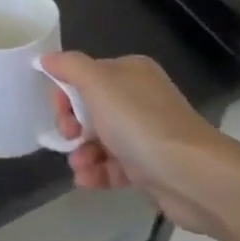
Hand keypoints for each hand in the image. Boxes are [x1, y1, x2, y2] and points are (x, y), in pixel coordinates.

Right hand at [41, 51, 231, 233]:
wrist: (193, 176)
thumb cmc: (140, 122)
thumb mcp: (97, 83)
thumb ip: (68, 66)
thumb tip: (46, 58)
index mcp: (129, 72)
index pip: (84, 75)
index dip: (65, 93)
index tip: (61, 114)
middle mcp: (139, 98)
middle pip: (90, 107)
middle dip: (72, 125)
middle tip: (68, 137)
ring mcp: (147, 133)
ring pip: (100, 139)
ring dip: (82, 152)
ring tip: (79, 167)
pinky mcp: (151, 167)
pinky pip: (115, 166)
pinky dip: (97, 172)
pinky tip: (86, 181)